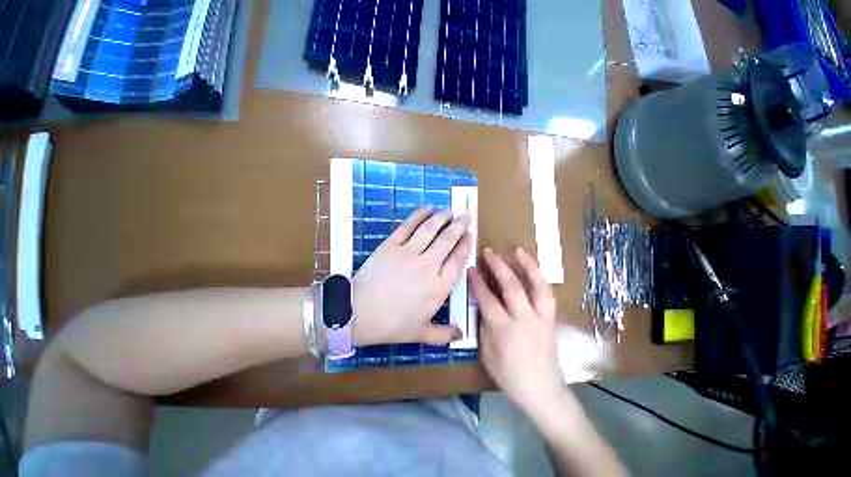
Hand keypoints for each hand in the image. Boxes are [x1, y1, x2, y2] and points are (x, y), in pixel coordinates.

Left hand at [351, 207, 471, 346]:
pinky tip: (427, 208)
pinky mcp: (391, 245)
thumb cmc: (392, 325)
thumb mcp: (420, 334)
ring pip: (430, 230)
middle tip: (466, 215)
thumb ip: (443, 334)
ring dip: (442, 217)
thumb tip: (461, 335)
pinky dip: (419, 216)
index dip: (465, 245)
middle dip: (459, 226)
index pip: (458, 260)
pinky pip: (408, 226)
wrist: (358, 313)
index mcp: (438, 287)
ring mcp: (409, 253)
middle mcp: (428, 266)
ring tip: (449, 210)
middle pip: (448, 241)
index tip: (470, 234)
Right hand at [470, 248, 564, 413]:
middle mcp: (525, 320)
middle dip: (498, 266)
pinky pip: (547, 294)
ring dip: (527, 266)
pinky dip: (539, 278)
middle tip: (488, 252)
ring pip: (538, 286)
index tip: (470, 268)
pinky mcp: (552, 320)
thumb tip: (483, 304)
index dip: (477, 282)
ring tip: (517, 251)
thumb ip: (484, 325)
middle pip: (512, 287)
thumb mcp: (487, 353)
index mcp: (505, 331)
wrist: (543, 392)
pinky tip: (533, 269)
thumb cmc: (509, 376)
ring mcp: (542, 319)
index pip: (487, 300)